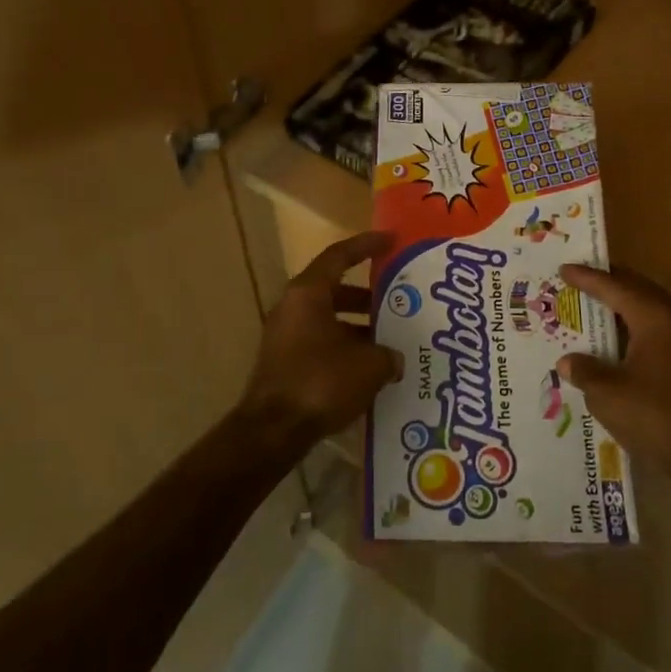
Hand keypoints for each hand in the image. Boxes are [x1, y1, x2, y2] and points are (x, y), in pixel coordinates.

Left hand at [238, 231, 402, 447]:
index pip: (339, 256)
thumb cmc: (321, 382)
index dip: (366, 245)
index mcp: (308, 293)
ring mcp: (284, 335)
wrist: (273, 430)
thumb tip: (393, 359)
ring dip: (357, 325)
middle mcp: (292, 307)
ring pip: (328, 318)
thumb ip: (387, 355)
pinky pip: (320, 342)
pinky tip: (369, 368)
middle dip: (367, 295)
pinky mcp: (284, 362)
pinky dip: (344, 347)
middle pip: (334, 289)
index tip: (391, 240)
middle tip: (397, 300)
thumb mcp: (368, 366)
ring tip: (389, 339)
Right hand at [556, 264, 670, 477]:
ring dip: (620, 306)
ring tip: (591, 306)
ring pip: (648, 309)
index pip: (614, 286)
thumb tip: (569, 361)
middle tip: (577, 280)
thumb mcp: (607, 394)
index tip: (563, 269)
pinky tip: (614, 342)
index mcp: (654, 316)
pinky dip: (632, 327)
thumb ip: (584, 370)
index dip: (586, 278)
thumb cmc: (657, 417)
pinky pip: (655, 329)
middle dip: (606, 283)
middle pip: (636, 289)